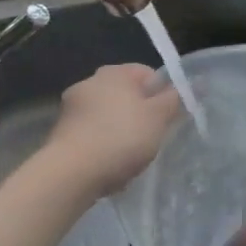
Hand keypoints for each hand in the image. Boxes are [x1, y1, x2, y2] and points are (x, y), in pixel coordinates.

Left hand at [39, 63, 182, 196]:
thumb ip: (174, 99)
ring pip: (108, 115)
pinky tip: (110, 165)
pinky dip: (103, 145)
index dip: (163, 93)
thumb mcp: (158, 117)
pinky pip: (92, 134)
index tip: (169, 117)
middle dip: (141, 114)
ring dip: (121, 131)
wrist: (72, 172)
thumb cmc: (122, 137)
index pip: (147, 73)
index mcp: (114, 73)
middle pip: (126, 95)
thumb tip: (184, 86)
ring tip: (132, 156)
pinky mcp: (61, 132)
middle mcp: (89, 82)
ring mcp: (71, 107)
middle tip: (153, 137)